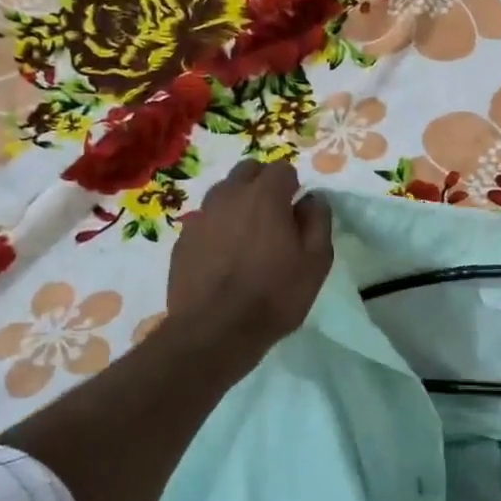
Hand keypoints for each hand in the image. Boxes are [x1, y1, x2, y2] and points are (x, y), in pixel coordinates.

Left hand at [166, 158, 333, 359]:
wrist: (214, 332)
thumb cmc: (274, 295)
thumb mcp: (316, 261)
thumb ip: (318, 221)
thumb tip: (312, 198)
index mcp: (265, 195)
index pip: (282, 168)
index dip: (293, 187)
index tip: (297, 212)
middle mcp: (229, 196)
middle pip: (248, 171)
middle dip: (262, 185)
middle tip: (274, 218)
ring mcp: (201, 217)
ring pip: (223, 193)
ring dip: (237, 205)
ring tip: (247, 238)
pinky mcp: (183, 240)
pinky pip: (205, 221)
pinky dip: (217, 229)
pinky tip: (224, 259)